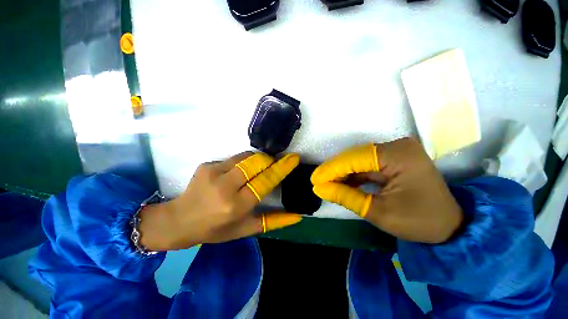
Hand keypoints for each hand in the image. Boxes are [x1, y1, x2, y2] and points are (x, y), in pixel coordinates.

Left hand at [139, 152, 301, 250]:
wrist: (179, 220)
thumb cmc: (215, 229)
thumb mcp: (245, 229)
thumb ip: (272, 221)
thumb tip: (297, 216)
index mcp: (236, 206)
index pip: (264, 181)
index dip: (281, 168)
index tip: (293, 158)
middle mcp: (225, 187)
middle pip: (256, 163)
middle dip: (269, 160)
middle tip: (274, 163)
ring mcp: (213, 172)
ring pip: (245, 157)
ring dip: (258, 159)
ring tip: (259, 167)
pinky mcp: (207, 165)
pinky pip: (234, 158)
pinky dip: (243, 162)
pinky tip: (239, 172)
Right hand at [311, 137, 462, 243]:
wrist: (450, 227)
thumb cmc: (418, 221)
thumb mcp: (378, 211)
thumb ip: (345, 196)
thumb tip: (319, 188)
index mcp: (398, 155)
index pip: (355, 159)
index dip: (331, 169)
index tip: (314, 180)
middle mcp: (397, 146)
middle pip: (356, 157)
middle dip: (335, 171)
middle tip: (318, 182)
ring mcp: (397, 151)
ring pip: (359, 160)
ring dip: (343, 173)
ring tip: (326, 184)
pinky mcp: (394, 159)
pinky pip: (367, 164)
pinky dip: (353, 174)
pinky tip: (342, 183)